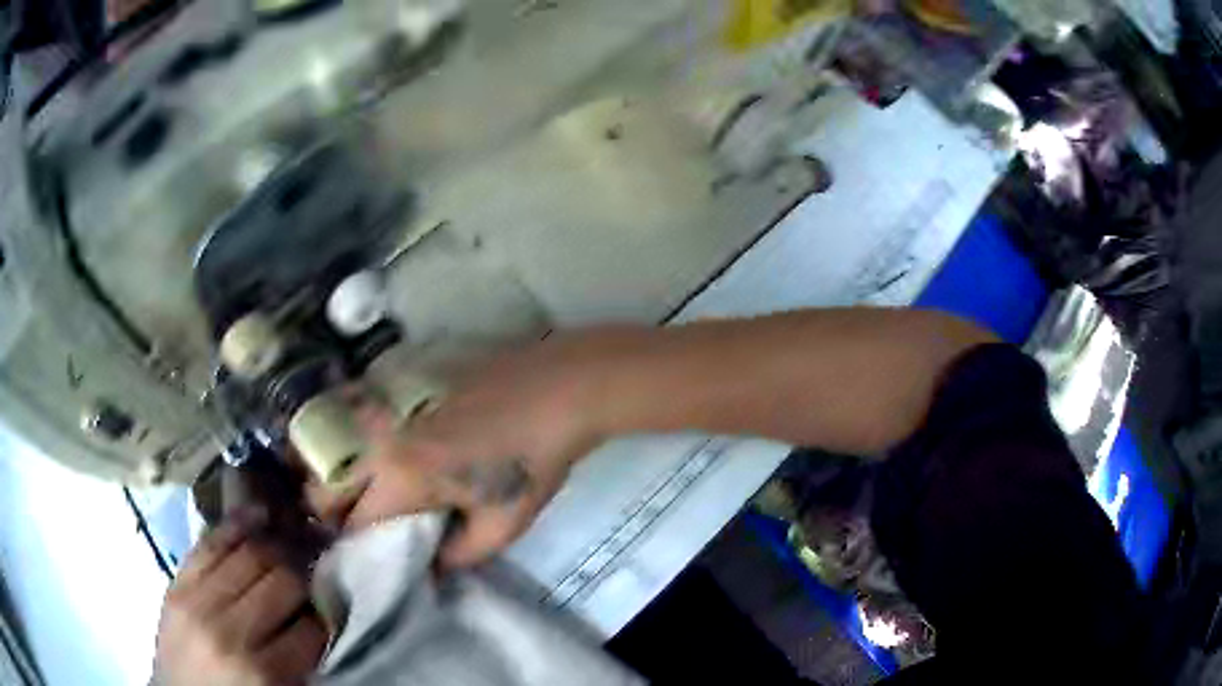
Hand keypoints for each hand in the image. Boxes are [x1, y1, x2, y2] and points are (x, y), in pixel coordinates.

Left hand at [153, 512, 327, 685]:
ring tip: (293, 544)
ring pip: (251, 554)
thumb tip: (321, 615)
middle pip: (283, 581)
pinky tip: (260, 515)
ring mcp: (198, 601)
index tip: (332, 606)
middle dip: (305, 574)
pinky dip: (238, 525)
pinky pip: (211, 542)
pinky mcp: (178, 583)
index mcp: (264, 674)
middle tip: (317, 572)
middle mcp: (231, 632)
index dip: (326, 614)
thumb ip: (298, 661)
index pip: (311, 627)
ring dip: (279, 547)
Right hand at [309, 328, 640, 568]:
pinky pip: (363, 418)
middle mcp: (382, 440)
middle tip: (358, 526)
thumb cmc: (532, 462)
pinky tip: (382, 449)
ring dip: (342, 475)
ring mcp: (390, 406)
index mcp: (401, 477)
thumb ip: (458, 556)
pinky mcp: (404, 385)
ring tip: (364, 493)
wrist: (559, 389)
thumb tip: (430, 568)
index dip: (356, 545)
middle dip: (332, 510)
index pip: (355, 522)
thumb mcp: (502, 525)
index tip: (367, 556)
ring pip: (341, 449)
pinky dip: (360, 440)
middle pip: (328, 481)